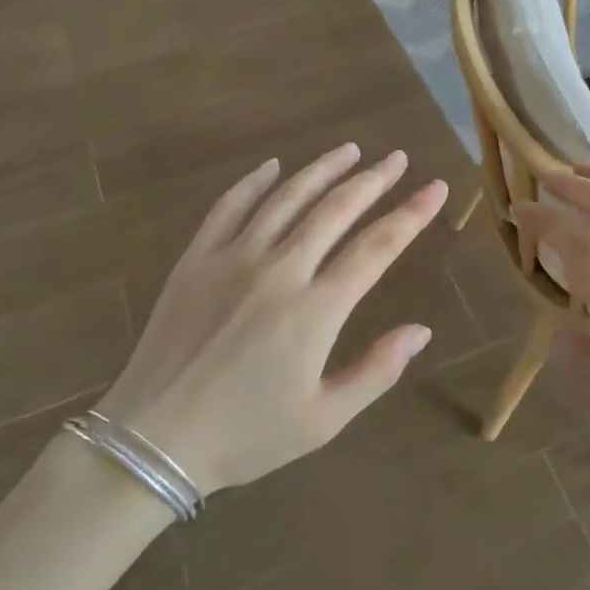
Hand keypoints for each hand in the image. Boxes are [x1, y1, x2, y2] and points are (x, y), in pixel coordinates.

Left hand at [94, 144, 448, 494]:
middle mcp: (279, 270)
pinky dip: (254, 182)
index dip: (411, 214)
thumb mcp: (323, 420)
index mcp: (315, 310)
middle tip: (397, 158)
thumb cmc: (246, 435)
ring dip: (321, 170)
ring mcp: (233, 258)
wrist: (154, 438)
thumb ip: (376, 371)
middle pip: (335, 210)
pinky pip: (229, 207)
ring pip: (286, 199)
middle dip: (372, 180)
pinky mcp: (196, 259)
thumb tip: (421, 331)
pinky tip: (272, 166)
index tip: (436, 188)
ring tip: (350, 150)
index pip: (376, 248)